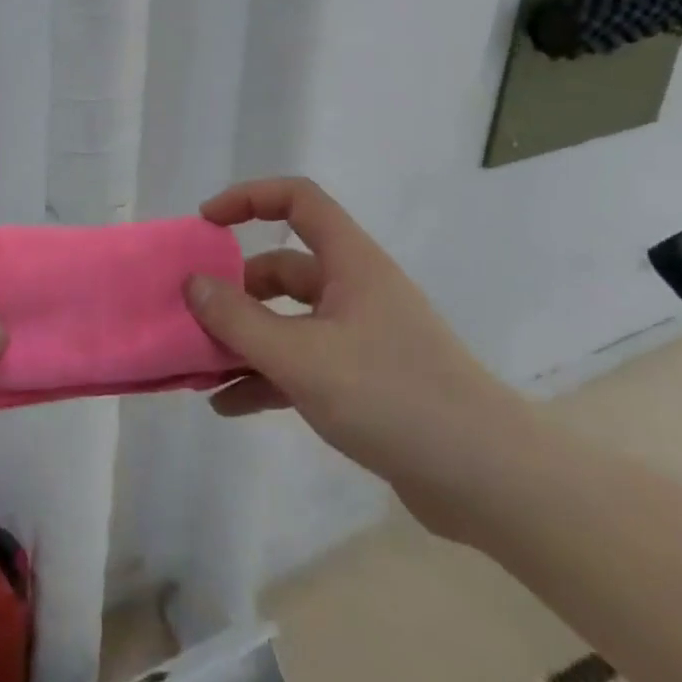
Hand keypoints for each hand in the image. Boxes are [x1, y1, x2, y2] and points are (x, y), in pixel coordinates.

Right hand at [186, 178, 539, 538]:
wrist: (490, 483)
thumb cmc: (394, 397)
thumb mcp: (303, 357)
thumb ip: (240, 320)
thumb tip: (192, 283)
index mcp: (350, 263)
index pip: (298, 199)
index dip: (248, 198)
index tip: (206, 223)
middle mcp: (354, 290)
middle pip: (282, 268)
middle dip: (234, 288)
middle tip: (192, 313)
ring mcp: (360, 338)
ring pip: (287, 322)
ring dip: (244, 340)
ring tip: (197, 365)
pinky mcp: (363, 382)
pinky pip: (301, 365)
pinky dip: (264, 378)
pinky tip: (227, 404)